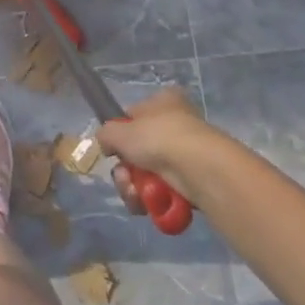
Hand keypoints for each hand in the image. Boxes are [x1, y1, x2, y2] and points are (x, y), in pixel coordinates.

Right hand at [98, 88, 226, 213]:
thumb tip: (106, 143)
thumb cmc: (158, 137)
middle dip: (125, 170)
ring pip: (147, 174)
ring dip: (134, 188)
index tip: (112, 151)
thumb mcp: (120, 131)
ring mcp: (185, 155)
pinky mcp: (192, 182)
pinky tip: (147, 203)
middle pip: (138, 151)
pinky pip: (162, 191)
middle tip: (124, 178)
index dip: (120, 135)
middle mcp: (176, 124)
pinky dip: (151, 199)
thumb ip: (106, 133)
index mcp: (164, 101)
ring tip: (135, 194)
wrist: (198, 168)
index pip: (134, 116)